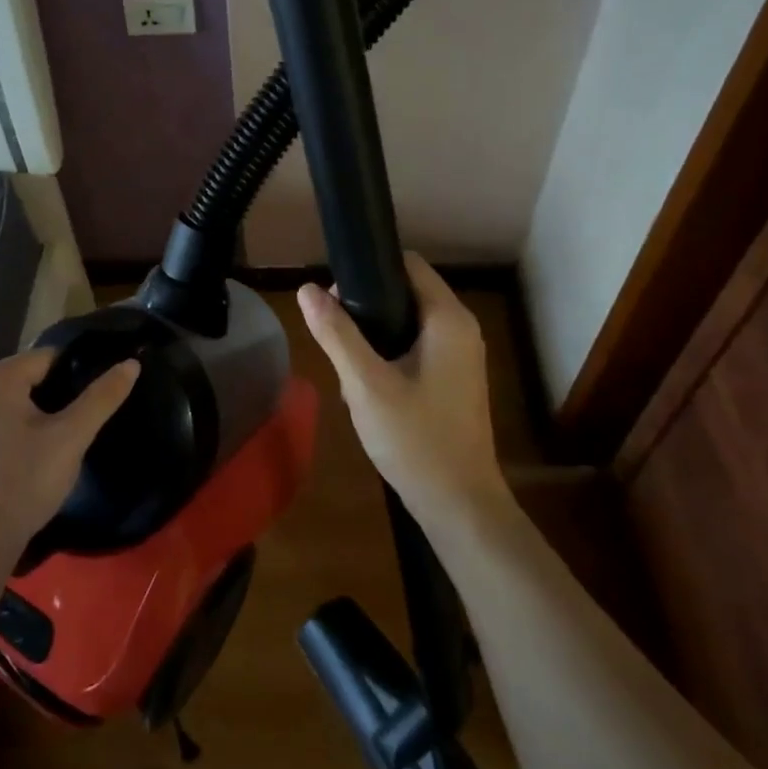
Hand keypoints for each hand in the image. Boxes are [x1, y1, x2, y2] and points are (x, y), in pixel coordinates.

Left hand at [0, 349, 139, 550]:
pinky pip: (7, 420)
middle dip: (63, 396)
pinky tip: (43, 453)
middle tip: (87, 422)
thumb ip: (102, 397)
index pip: (51, 358)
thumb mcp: (71, 436)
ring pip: (22, 401)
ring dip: (47, 414)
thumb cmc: (25, 480)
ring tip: (71, 438)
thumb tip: (132, 363)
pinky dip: (28, 429)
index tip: (100, 398)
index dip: (80, 374)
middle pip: (35, 377)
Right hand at [298, 253, 512, 536]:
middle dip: (367, 304)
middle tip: (332, 332)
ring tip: (345, 359)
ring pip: (409, 321)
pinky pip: (418, 346)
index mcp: (448, 319)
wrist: (458, 504)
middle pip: (407, 291)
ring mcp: (461, 356)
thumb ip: (336, 334)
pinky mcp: (455, 379)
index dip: (367, 270)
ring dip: (375, 331)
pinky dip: (391, 351)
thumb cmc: (414, 439)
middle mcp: (461, 329)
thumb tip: (306, 289)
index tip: (333, 297)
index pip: (408, 264)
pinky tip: (367, 381)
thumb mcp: (365, 384)